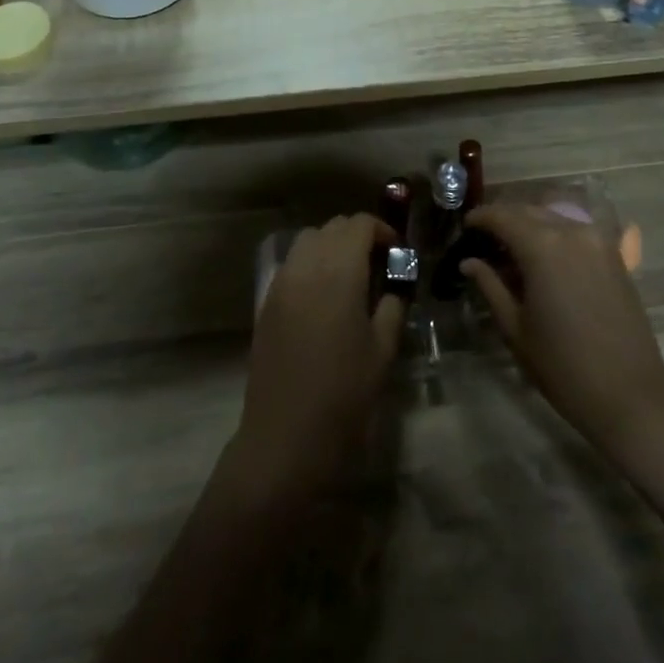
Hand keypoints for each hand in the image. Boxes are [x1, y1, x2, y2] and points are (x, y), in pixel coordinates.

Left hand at [235, 214, 406, 491]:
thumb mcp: (382, 349)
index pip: (359, 224)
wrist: (285, 437)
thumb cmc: (344, 393)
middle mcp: (306, 266)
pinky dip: (311, 264)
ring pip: (308, 240)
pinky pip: (292, 264)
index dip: (381, 230)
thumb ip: (391, 306)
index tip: (397, 253)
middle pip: (332, 227)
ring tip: (350, 278)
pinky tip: (324, 297)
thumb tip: (394, 286)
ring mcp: (281, 282)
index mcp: (339, 271)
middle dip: (357, 236)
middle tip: (378, 265)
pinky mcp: (266, 302)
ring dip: (332, 246)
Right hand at [462, 204, 663, 459]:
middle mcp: (571, 231)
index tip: (465, 226)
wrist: (630, 394)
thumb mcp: (516, 328)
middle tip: (484, 238)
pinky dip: (555, 234)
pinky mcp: (614, 254)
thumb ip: (490, 286)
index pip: (502, 216)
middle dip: (504, 218)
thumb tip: (469, 262)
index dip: (481, 217)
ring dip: (530, 224)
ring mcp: (597, 240)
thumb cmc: (563, 366)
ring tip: (512, 248)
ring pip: (553, 216)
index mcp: (542, 246)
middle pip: (529, 210)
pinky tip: (544, 258)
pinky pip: (576, 230)